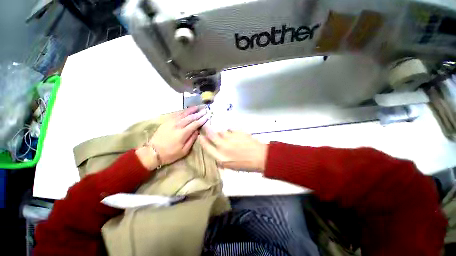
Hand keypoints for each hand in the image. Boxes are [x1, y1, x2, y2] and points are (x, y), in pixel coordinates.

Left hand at [136, 106, 207, 169]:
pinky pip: (176, 114)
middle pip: (190, 117)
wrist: (153, 152)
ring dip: (191, 110)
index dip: (202, 120)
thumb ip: (191, 140)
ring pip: (183, 114)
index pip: (195, 124)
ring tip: (197, 107)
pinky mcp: (166, 122)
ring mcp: (171, 123)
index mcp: (182, 134)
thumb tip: (197, 131)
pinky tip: (186, 110)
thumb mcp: (184, 151)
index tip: (207, 116)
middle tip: (205, 110)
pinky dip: (182, 111)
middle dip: (198, 113)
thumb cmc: (170, 154)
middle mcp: (177, 126)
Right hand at [199, 127, 266, 171]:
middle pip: (211, 134)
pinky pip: (230, 129)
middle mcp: (223, 146)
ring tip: (226, 137)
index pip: (206, 146)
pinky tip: (234, 136)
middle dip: (206, 129)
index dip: (202, 140)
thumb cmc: (245, 164)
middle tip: (205, 126)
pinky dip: (230, 132)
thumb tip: (215, 149)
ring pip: (221, 131)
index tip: (200, 136)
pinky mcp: (238, 132)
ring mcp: (231, 138)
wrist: (260, 157)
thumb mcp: (230, 166)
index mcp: (220, 157)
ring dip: (221, 133)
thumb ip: (220, 157)